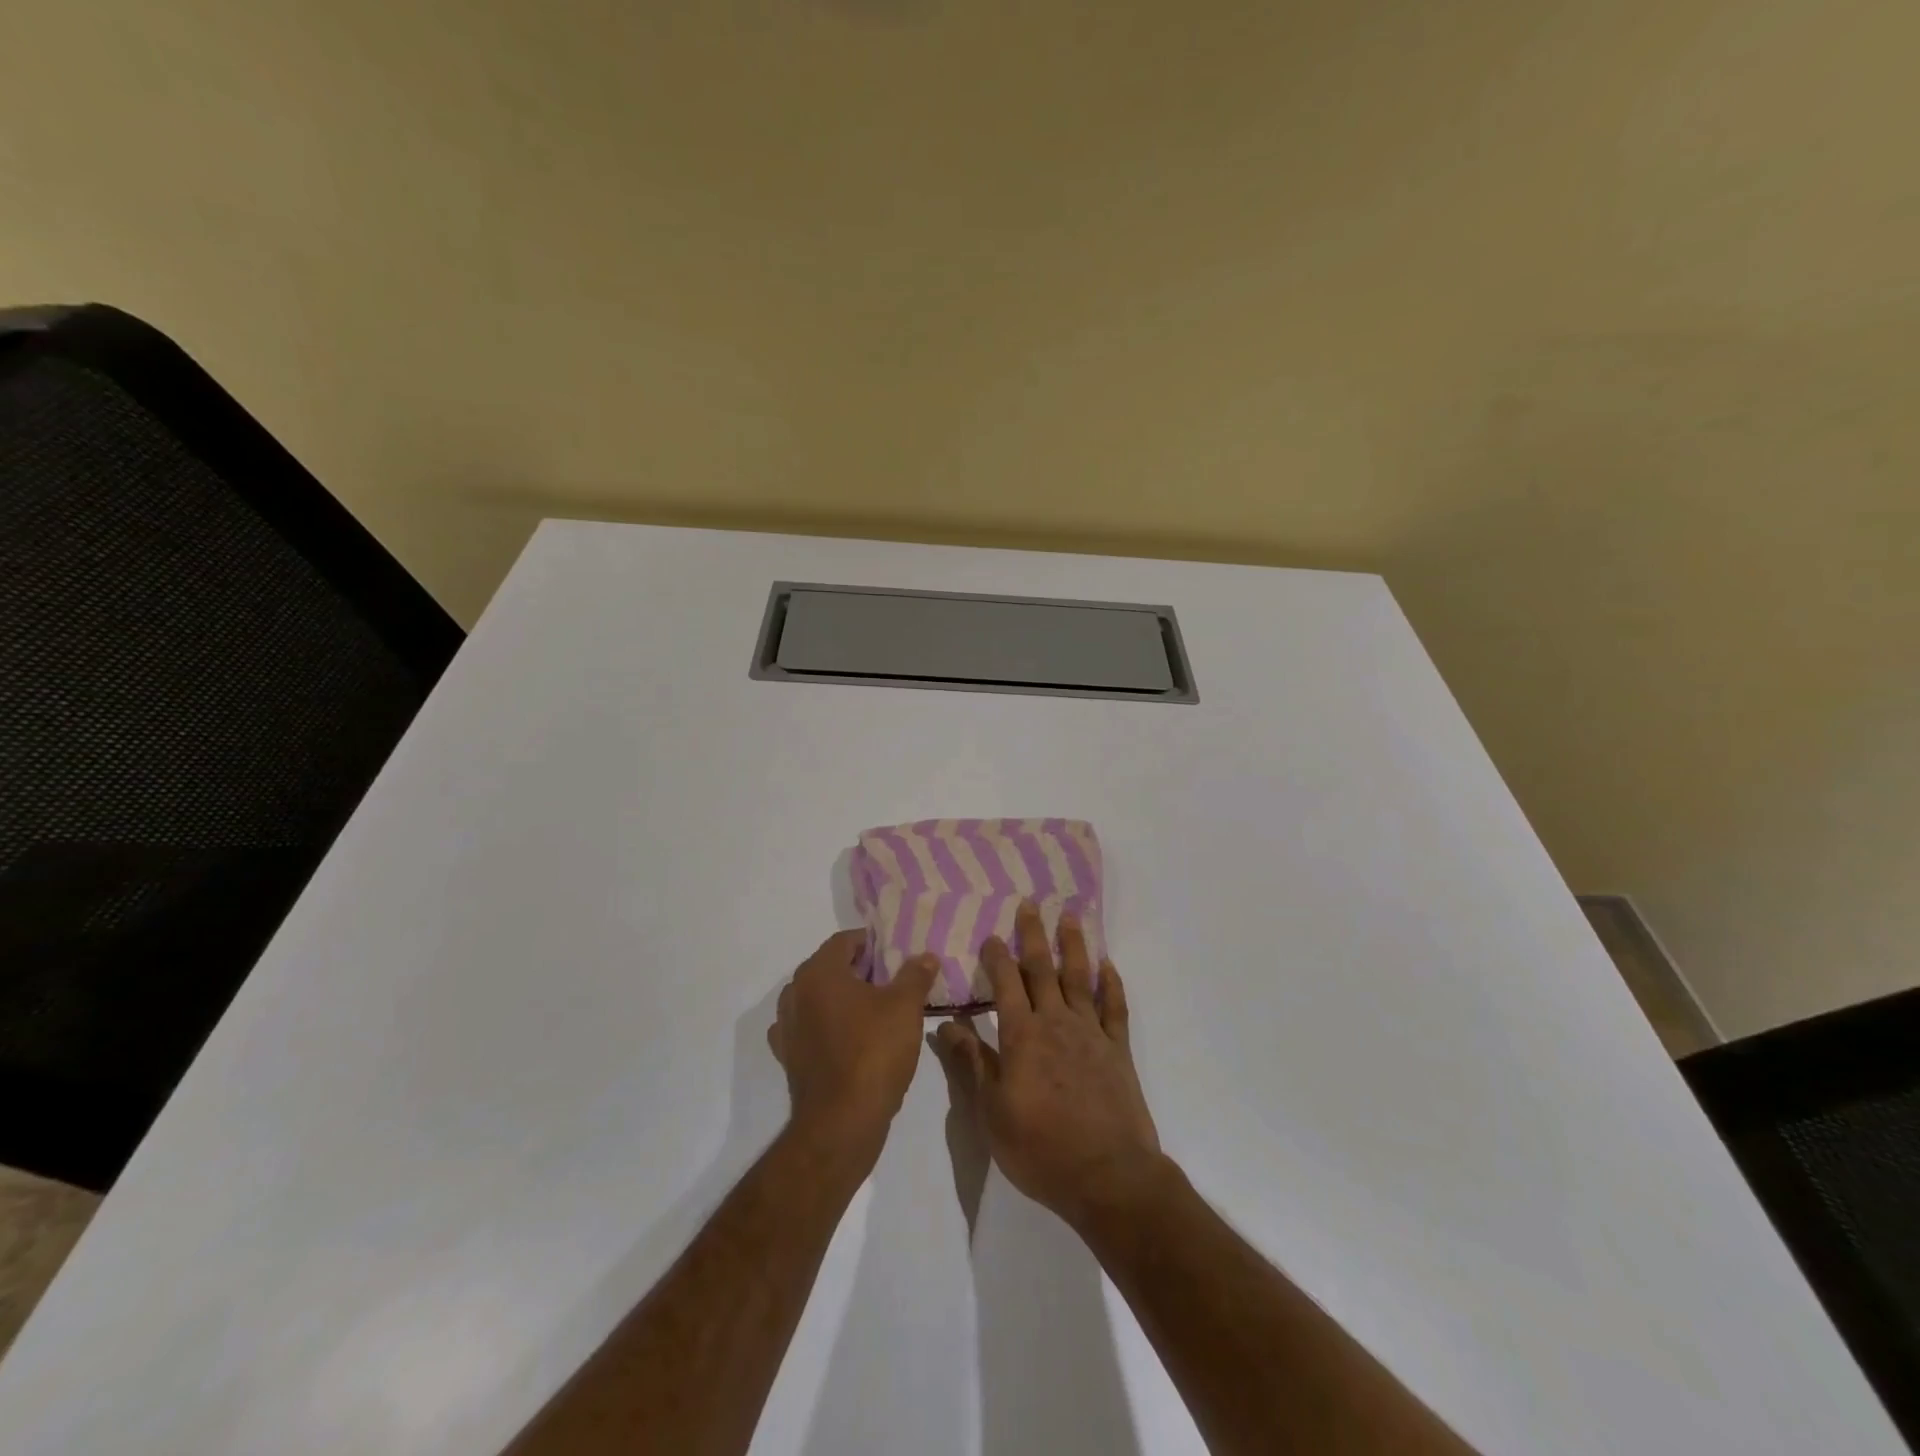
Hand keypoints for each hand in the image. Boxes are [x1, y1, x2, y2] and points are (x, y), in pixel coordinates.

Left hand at [769, 931, 939, 1160]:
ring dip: (844, 999)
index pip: (844, 941)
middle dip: (861, 971)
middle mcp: (794, 993)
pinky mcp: (789, 1058)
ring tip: (877, 1010)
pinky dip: (828, 1027)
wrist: (841, 1124)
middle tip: (894, 981)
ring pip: (819, 999)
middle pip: (830, 968)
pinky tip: (850, 1038)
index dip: (872, 943)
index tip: (897, 954)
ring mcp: (787, 1027)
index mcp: (818, 972)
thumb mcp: (905, 1007)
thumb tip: (926, 957)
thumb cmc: (873, 1052)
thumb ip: (915, 975)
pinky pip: (811, 1029)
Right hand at [937, 903, 1165, 1232]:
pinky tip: (1107, 966)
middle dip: (1034, 936)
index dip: (997, 958)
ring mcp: (1091, 1034)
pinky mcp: (1118, 1050)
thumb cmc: (1040, 1148)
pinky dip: (1110, 984)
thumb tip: (946, 1024)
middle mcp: (1056, 1023)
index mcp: (1022, 1036)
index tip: (992, 935)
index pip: (1006, 984)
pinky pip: (1114, 1008)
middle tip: (1030, 904)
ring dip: (1074, 946)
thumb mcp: (991, 1112)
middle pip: (1043, 969)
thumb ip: (972, 1062)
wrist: (1107, 1176)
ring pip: (1079, 979)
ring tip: (1070, 917)